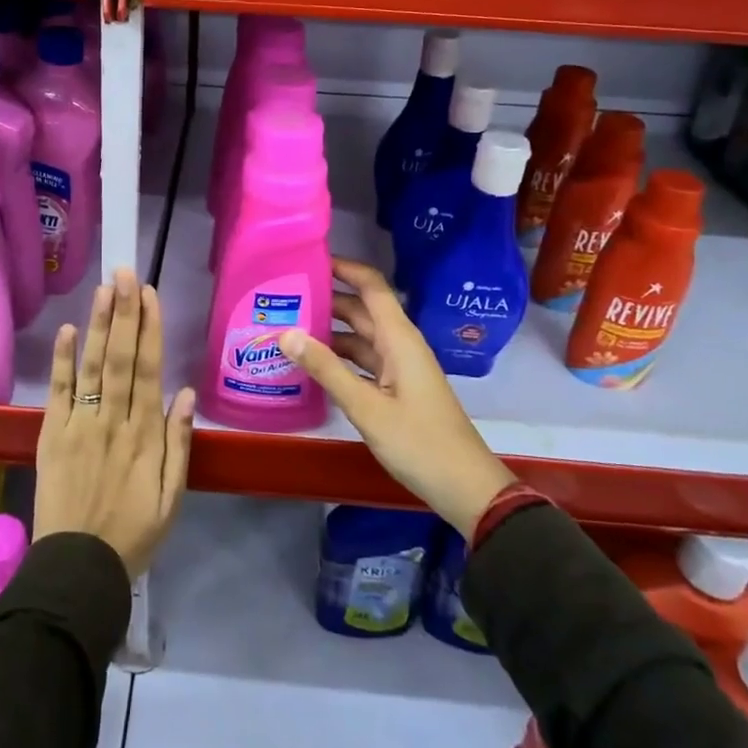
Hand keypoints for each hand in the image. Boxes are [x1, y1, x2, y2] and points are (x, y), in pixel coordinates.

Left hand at [35, 268, 196, 578]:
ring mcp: (80, 425)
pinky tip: (67, 330)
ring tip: (104, 289)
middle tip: (126, 272)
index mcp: (146, 435)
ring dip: (99, 325)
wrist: (78, 569)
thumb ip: (180, 444)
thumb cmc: (133, 534)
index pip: (150, 370)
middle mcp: (114, 420)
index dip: (150, 329)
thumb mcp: (173, 498)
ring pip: (93, 366)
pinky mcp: (52, 435)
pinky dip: (63, 360)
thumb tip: (185, 394)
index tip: (150, 294)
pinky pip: (59, 392)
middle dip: (125, 313)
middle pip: (121, 358)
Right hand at [280, 258, 517, 536]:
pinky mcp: (396, 388)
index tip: (308, 259)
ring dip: (329, 330)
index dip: (344, 267)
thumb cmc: (419, 443)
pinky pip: (363, 360)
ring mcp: (399, 367)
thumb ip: (326, 369)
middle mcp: (400, 344)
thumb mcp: (367, 407)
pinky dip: (338, 357)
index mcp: (399, 338)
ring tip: (287, 325)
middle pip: (361, 308)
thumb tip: (285, 332)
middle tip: (283, 296)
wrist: (465, 487)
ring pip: (360, 336)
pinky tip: (311, 364)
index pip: (371, 285)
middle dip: (326, 298)